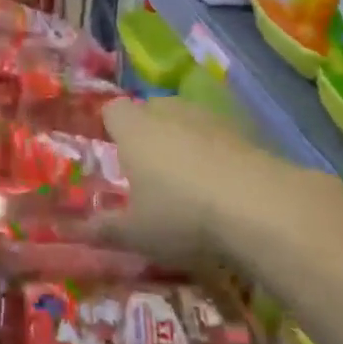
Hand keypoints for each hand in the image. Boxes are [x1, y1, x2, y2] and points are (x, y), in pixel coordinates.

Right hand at [100, 97, 271, 266]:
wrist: (262, 208)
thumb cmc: (182, 214)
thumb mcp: (136, 233)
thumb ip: (106, 229)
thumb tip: (80, 230)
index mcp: (134, 129)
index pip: (112, 110)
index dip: (110, 127)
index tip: (112, 151)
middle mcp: (169, 113)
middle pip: (151, 110)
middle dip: (147, 131)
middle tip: (148, 168)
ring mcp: (210, 119)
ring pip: (187, 120)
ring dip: (184, 140)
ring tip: (188, 178)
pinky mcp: (245, 133)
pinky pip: (219, 137)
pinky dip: (216, 153)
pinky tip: (223, 186)